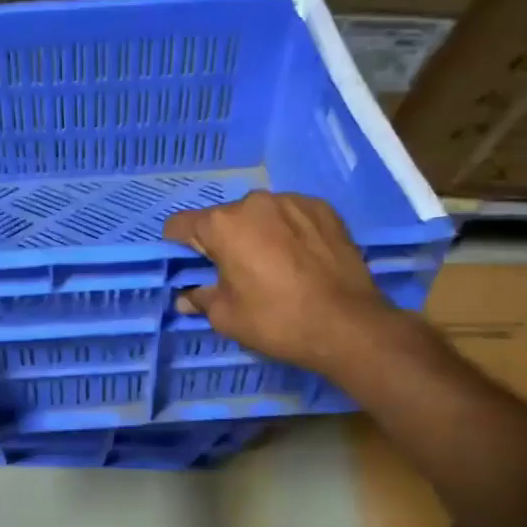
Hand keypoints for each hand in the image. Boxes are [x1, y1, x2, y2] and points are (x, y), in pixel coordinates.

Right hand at [162, 192, 395, 373]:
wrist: (348, 324)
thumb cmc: (276, 320)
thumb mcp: (227, 317)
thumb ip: (201, 299)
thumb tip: (186, 297)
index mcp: (223, 225)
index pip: (181, 224)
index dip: (178, 244)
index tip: (189, 263)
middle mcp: (254, 202)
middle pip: (224, 218)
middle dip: (223, 240)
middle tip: (235, 272)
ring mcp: (292, 201)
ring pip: (260, 215)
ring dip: (258, 233)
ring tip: (273, 264)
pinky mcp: (323, 209)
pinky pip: (292, 215)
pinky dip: (288, 231)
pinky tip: (300, 258)